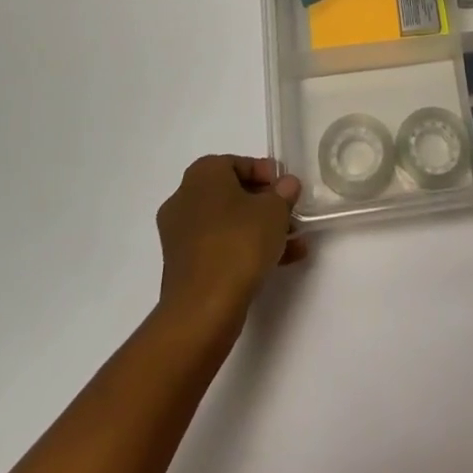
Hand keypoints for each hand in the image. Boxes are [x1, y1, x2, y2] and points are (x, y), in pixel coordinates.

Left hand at [156, 155, 305, 325]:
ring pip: (228, 223)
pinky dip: (244, 249)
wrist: (202, 309)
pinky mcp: (183, 265)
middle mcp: (185, 198)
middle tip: (290, 215)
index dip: (267, 174)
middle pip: (232, 193)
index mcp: (202, 175)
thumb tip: (287, 185)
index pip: (238, 163)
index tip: (287, 190)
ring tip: (292, 243)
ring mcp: (180, 234)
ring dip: (259, 229)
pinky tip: (278, 262)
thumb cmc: (239, 243)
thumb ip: (284, 193)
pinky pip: (219, 246)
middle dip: (265, 204)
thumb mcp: (274, 211)